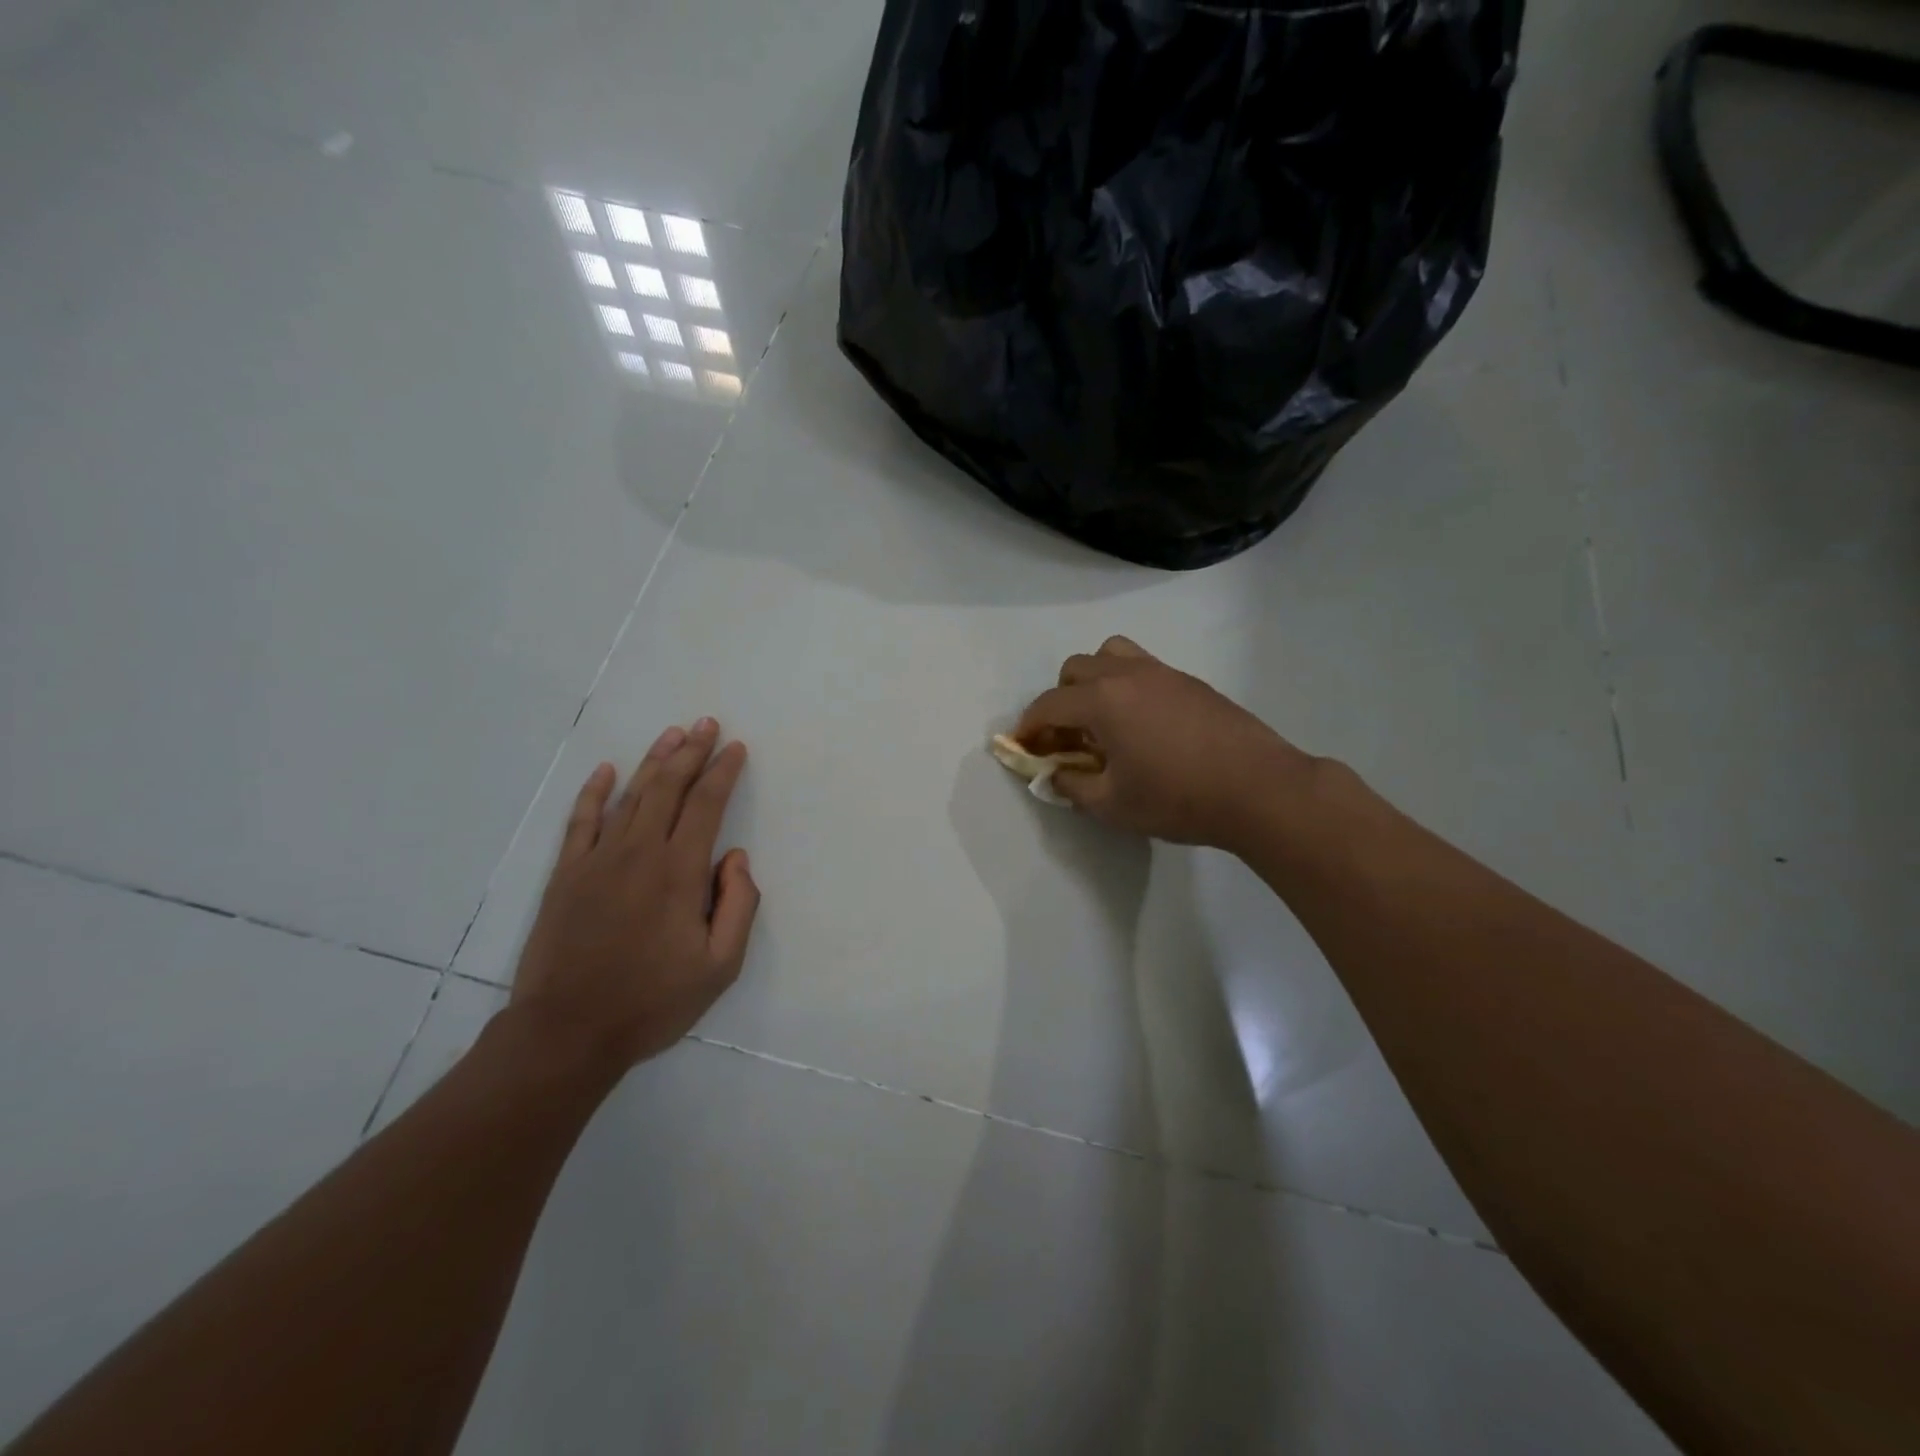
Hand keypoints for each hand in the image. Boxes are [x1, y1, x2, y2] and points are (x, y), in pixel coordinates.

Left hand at [509, 719, 759, 1071]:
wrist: (567, 1032)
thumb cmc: (652, 1002)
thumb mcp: (720, 967)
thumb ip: (739, 905)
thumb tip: (735, 858)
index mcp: (679, 872)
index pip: (706, 805)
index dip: (723, 772)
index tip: (736, 748)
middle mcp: (639, 853)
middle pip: (668, 788)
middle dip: (691, 752)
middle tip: (707, 724)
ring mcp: (597, 860)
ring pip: (630, 795)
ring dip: (653, 761)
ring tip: (671, 734)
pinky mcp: (566, 875)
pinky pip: (582, 820)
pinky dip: (594, 792)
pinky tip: (606, 770)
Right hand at [1016, 637, 1316, 851]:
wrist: (1258, 789)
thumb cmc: (1177, 799)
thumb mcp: (1112, 805)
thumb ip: (1071, 787)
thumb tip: (1053, 776)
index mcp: (1102, 701)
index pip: (1049, 704)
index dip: (1029, 726)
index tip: (1023, 747)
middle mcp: (1127, 675)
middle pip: (1075, 669)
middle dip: (1060, 700)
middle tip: (1067, 737)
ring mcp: (1162, 673)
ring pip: (1111, 655)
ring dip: (1094, 680)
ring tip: (1102, 719)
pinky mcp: (1189, 681)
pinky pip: (1143, 668)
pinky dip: (1126, 686)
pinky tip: (1142, 725)